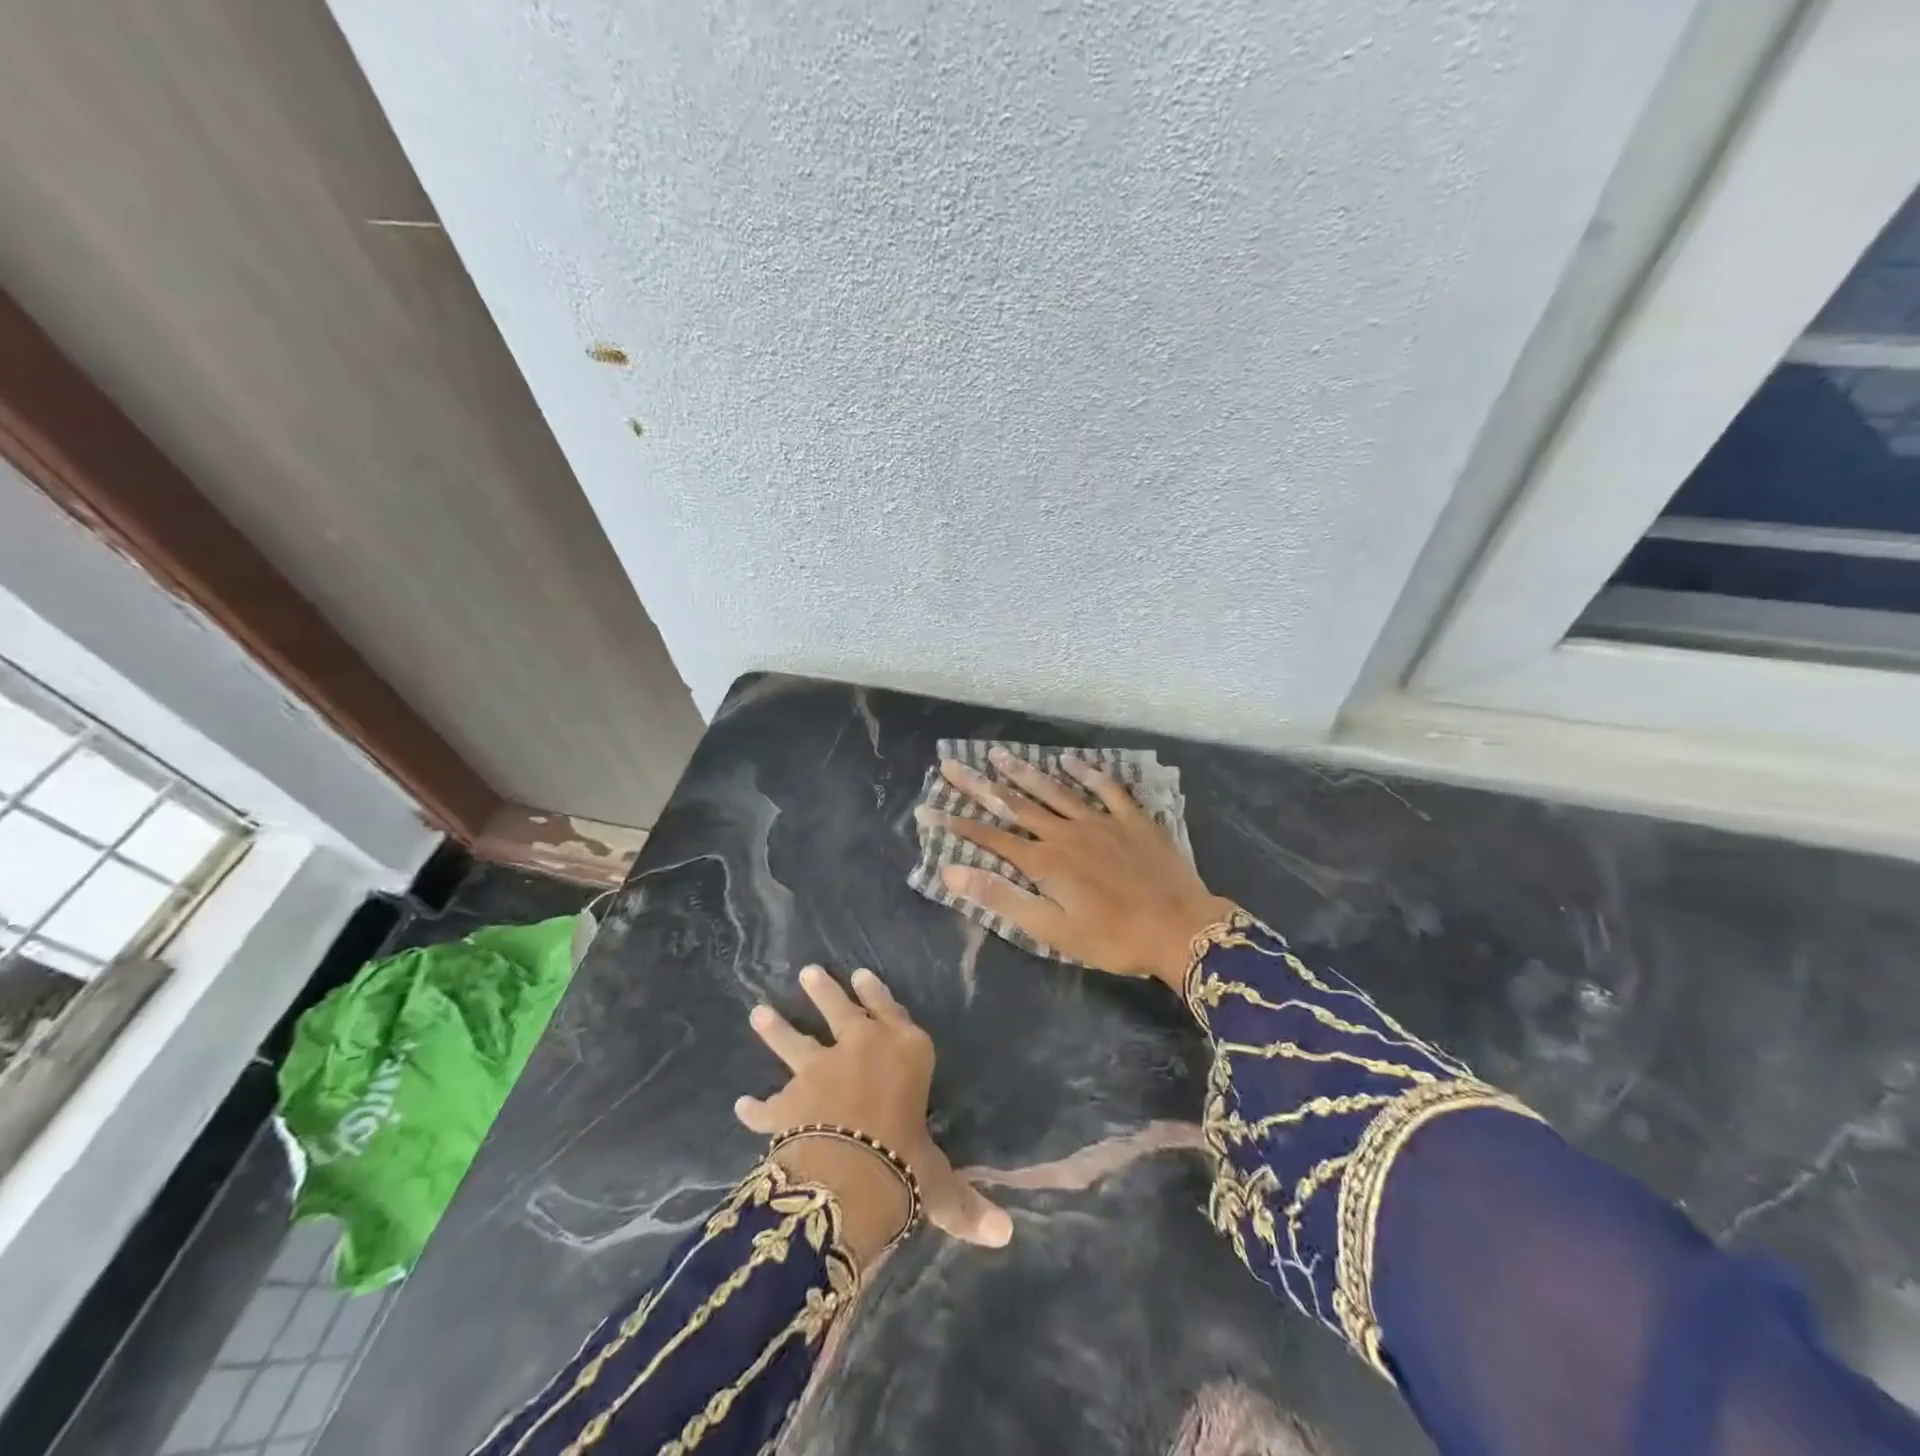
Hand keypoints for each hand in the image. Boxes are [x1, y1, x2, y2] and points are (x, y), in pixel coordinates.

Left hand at [736, 964, 1013, 1263]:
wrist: (849, 1175)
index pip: (892, 1012)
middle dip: (824, 991)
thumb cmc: (907, 1163)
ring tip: (758, 1012)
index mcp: (905, 1052)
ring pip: (793, 1042)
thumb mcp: (938, 1181)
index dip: (877, 994)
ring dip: (776, 1028)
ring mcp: (819, 1070)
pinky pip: (767, 1105)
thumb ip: (963, 1202)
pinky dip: (755, 1107)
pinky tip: (742, 1105)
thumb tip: (1004, 1235)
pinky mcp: (787, 1102)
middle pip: (840, 1010)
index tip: (861, 975)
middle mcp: (860, 1048)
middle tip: (809, 972)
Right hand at [915, 748, 1234, 989]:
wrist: (1181, 929)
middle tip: (951, 764)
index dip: (957, 824)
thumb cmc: (1112, 938)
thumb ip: (1002, 898)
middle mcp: (1066, 832)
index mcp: (1045, 861)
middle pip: (1016, 804)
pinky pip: (1106, 788)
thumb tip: (952, 872)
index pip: (990, 838)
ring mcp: (1101, 821)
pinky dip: (1087, 772)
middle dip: (980, 785)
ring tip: (998, 753)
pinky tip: (1070, 760)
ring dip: (1024, 772)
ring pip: (1054, 790)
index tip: (927, 808)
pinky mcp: (1132, 820)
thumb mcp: (1052, 930)